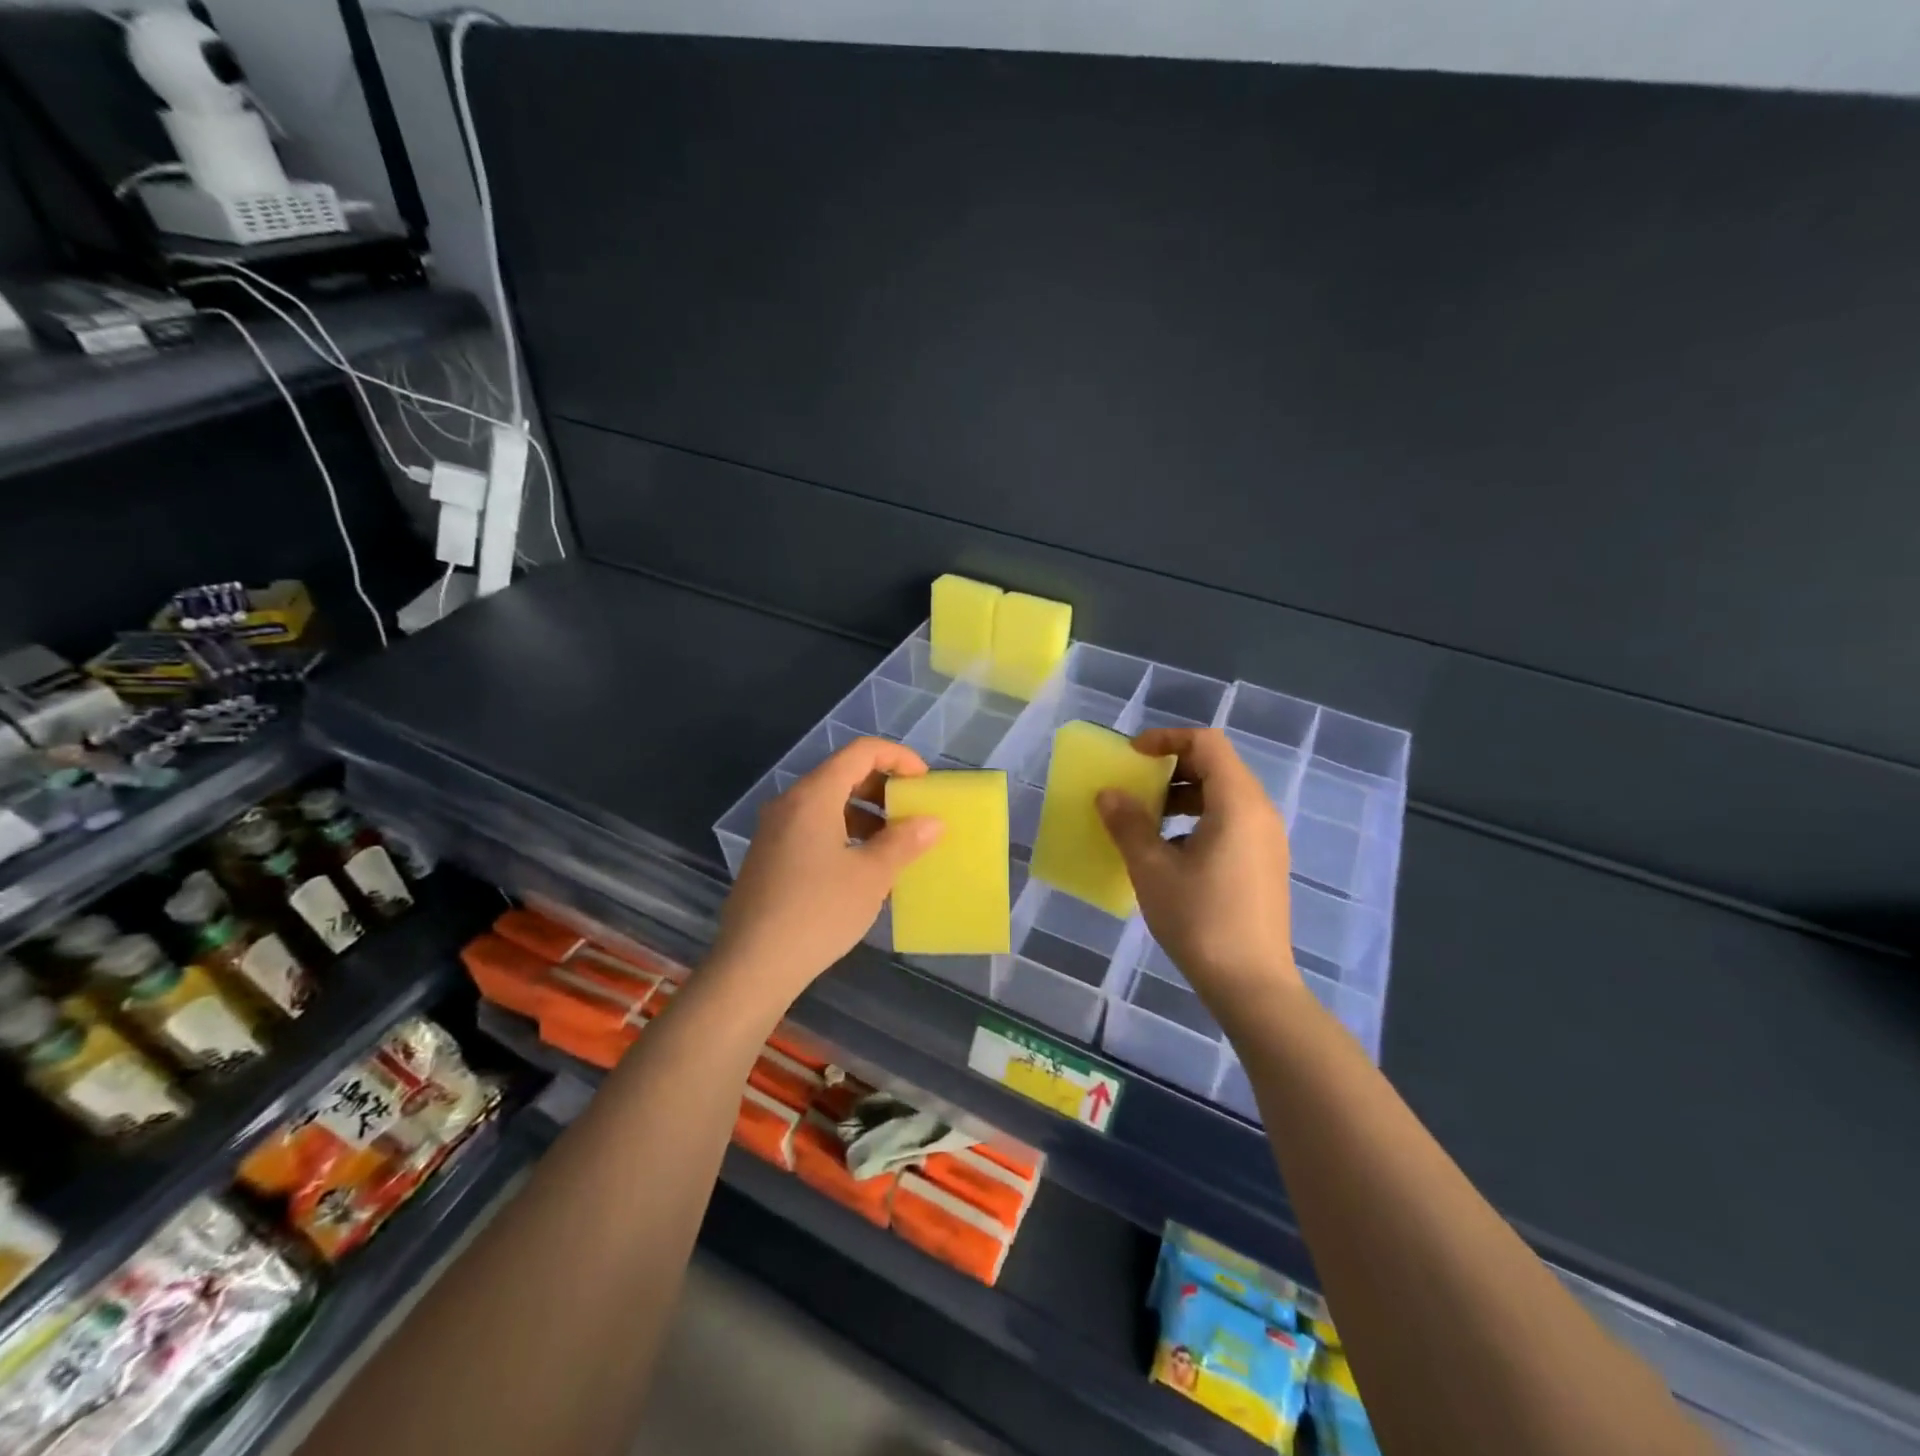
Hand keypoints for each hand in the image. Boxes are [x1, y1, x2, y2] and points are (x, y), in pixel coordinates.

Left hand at [711, 737, 941, 1007]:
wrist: (753, 966)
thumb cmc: (818, 912)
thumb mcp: (871, 876)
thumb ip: (904, 841)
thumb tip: (932, 822)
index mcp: (813, 796)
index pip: (861, 752)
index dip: (898, 757)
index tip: (924, 782)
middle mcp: (789, 803)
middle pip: (842, 774)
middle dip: (883, 787)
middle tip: (912, 812)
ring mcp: (774, 830)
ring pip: (827, 803)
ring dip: (865, 814)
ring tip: (894, 844)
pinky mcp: (769, 856)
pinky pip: (813, 827)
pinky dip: (844, 832)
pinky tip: (862, 867)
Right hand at [1096, 727, 1301, 1021]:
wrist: (1252, 984)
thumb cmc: (1200, 920)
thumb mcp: (1152, 869)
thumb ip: (1128, 824)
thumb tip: (1109, 794)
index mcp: (1238, 803)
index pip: (1207, 743)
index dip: (1166, 739)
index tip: (1133, 757)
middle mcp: (1260, 812)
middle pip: (1217, 766)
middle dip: (1172, 768)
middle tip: (1136, 787)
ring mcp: (1267, 839)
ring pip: (1224, 795)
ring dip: (1183, 796)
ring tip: (1148, 821)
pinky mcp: (1265, 863)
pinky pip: (1231, 821)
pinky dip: (1199, 819)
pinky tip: (1172, 853)